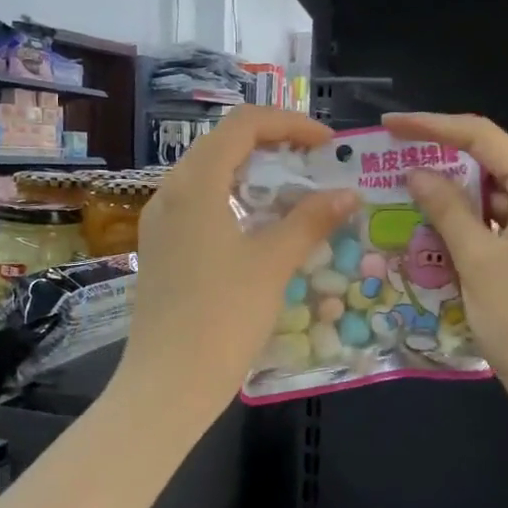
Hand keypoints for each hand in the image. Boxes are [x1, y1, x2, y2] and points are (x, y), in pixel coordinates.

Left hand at [116, 107, 356, 431]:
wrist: (168, 384)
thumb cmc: (223, 317)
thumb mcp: (273, 263)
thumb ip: (311, 220)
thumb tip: (347, 193)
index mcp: (195, 184)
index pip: (244, 125)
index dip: (289, 123)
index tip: (327, 144)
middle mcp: (170, 192)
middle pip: (224, 144)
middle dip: (274, 145)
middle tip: (315, 164)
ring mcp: (161, 222)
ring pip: (211, 176)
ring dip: (255, 174)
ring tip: (296, 194)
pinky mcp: (162, 248)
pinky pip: (201, 206)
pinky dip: (237, 202)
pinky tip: (262, 228)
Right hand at [385, 112, 507, 437]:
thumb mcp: (478, 261)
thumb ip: (447, 209)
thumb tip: (417, 172)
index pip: (483, 137)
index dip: (433, 126)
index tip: (390, 126)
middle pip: (492, 164)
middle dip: (442, 164)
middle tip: (391, 167)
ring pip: (495, 198)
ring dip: (454, 201)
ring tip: (404, 202)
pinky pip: (504, 226)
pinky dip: (471, 228)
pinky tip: (435, 237)